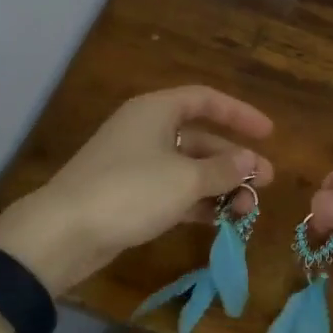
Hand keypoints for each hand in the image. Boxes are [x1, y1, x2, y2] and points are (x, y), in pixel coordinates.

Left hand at [0, 87, 274, 293]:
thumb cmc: (130, 191)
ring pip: (186, 168)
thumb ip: (224, 170)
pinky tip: (219, 220)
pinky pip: (171, 190)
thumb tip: (251, 161)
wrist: (64, 232)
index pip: (205, 100)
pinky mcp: (127, 195)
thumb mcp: (185, 179)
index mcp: (156, 111)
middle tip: (266, 183)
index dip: (239, 114)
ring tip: (248, 209)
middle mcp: (145, 130)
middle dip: (234, 160)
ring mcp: (134, 164)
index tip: (269, 134)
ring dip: (218, 185)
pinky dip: (196, 202)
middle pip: (199, 137)